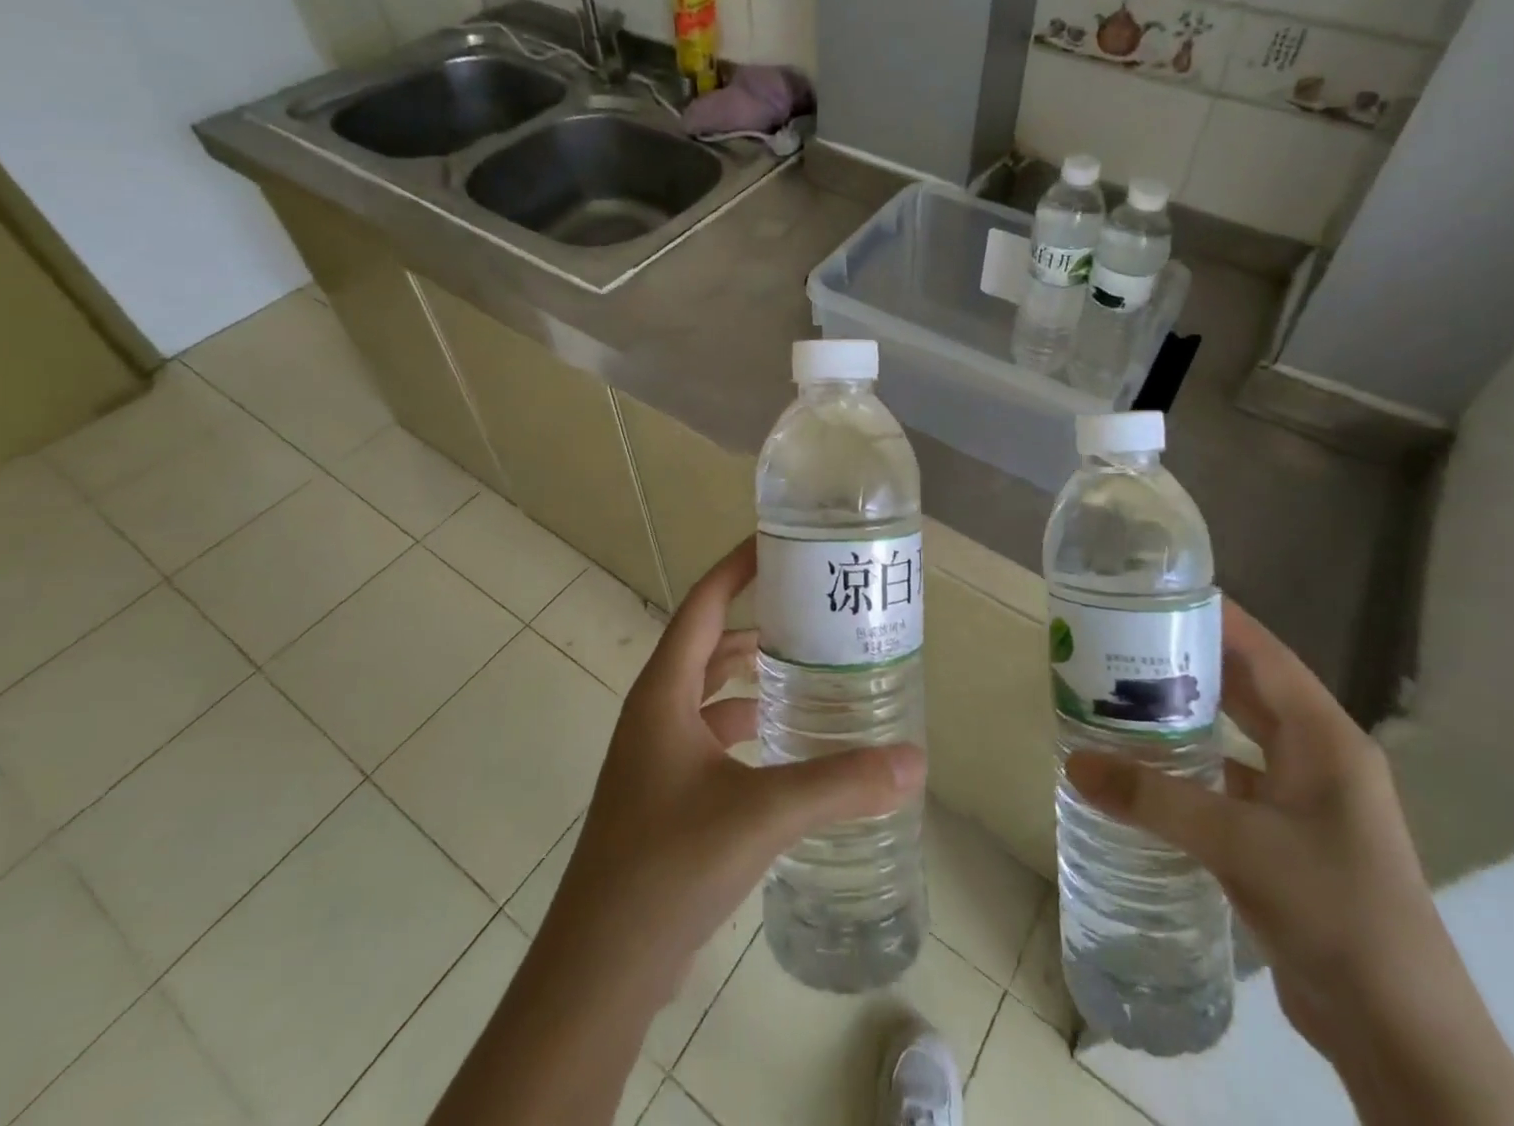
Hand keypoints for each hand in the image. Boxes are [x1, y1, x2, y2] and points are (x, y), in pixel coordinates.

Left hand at [537, 535, 926, 1002]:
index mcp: (664, 693)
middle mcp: (656, 713)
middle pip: (709, 645)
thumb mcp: (761, 815)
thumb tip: (914, 761)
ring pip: (710, 695)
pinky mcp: (666, 796)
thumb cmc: (668, 866)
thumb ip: (840, 784)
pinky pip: (712, 738)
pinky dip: (747, 727)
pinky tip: (787, 745)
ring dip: (752, 678)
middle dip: (757, 623)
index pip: (703, 604)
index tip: (778, 543)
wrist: (599, 971)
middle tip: (813, 613)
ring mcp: (657, 757)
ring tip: (810, 671)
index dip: (736, 568)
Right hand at [1065, 599, 1513, 1125]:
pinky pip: (1232, 781)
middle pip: (1248, 689)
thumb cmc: (1336, 912)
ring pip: (1238, 736)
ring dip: (1189, 715)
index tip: (1157, 593)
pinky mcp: (1289, 839)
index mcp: (1325, 738)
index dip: (1216, 618)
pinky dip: (1192, 767)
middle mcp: (1319, 758)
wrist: (1403, 1036)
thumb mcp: (1239, 845)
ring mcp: (1307, 801)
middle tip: (1123, 638)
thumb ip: (1154, 799)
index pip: (1264, 654)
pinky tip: (1148, 768)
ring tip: (1123, 693)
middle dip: (1190, 661)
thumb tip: (1074, 762)